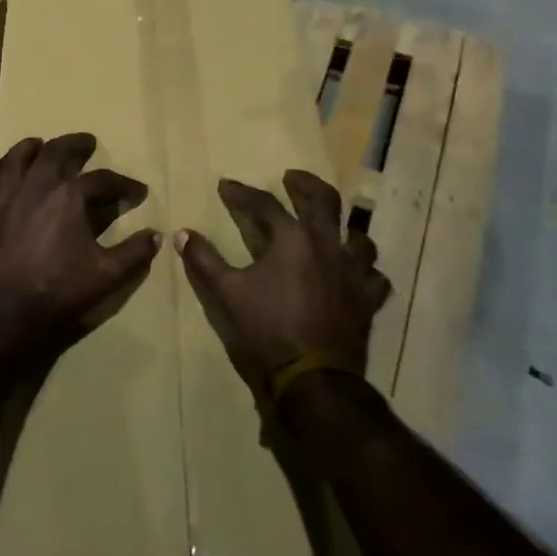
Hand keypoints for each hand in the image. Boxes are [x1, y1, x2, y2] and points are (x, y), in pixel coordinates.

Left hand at [0, 133, 160, 356]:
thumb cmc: (59, 291)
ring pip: (13, 162)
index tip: (138, 192)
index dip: (123, 184)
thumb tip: (155, 235)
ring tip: (37, 145)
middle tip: (86, 143)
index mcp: (68, 197)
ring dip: (27, 149)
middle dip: (74, 145)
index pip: (102, 180)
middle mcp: (35, 188)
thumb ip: (134, 253)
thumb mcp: (108, 275)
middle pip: (55, 152)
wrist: (5, 314)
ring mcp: (4, 202)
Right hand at [177, 171, 388, 392]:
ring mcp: (353, 271)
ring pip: (357, 236)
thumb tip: (181, 233)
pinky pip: (374, 276)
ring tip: (331, 226)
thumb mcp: (228, 292)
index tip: (225, 185)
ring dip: (342, 226)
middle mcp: (327, 245)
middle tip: (291, 178)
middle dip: (305, 184)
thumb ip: (204, 260)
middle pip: (323, 200)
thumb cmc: (268, 329)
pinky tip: (356, 273)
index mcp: (292, 239)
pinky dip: (365, 271)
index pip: (264, 204)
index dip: (242, 193)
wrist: (313, 377)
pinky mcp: (368, 299)